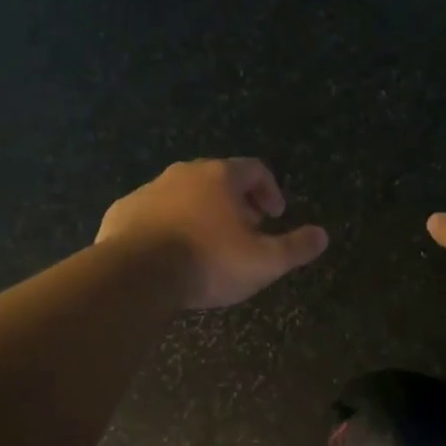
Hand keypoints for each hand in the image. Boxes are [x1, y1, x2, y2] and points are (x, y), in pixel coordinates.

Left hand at [97, 158, 328, 309]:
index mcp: (220, 177)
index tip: (274, 216)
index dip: (270, 190)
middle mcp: (184, 173)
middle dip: (236, 202)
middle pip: (218, 179)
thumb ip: (296, 247)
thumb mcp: (264, 262)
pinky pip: (152, 212)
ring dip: (200, 212)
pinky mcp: (122, 211)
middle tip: (244, 230)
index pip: (254, 169)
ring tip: (208, 244)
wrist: (135, 276)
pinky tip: (169, 252)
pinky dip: (167, 224)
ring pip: (183, 194)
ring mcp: (149, 190)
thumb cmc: (208, 262)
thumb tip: (322, 235)